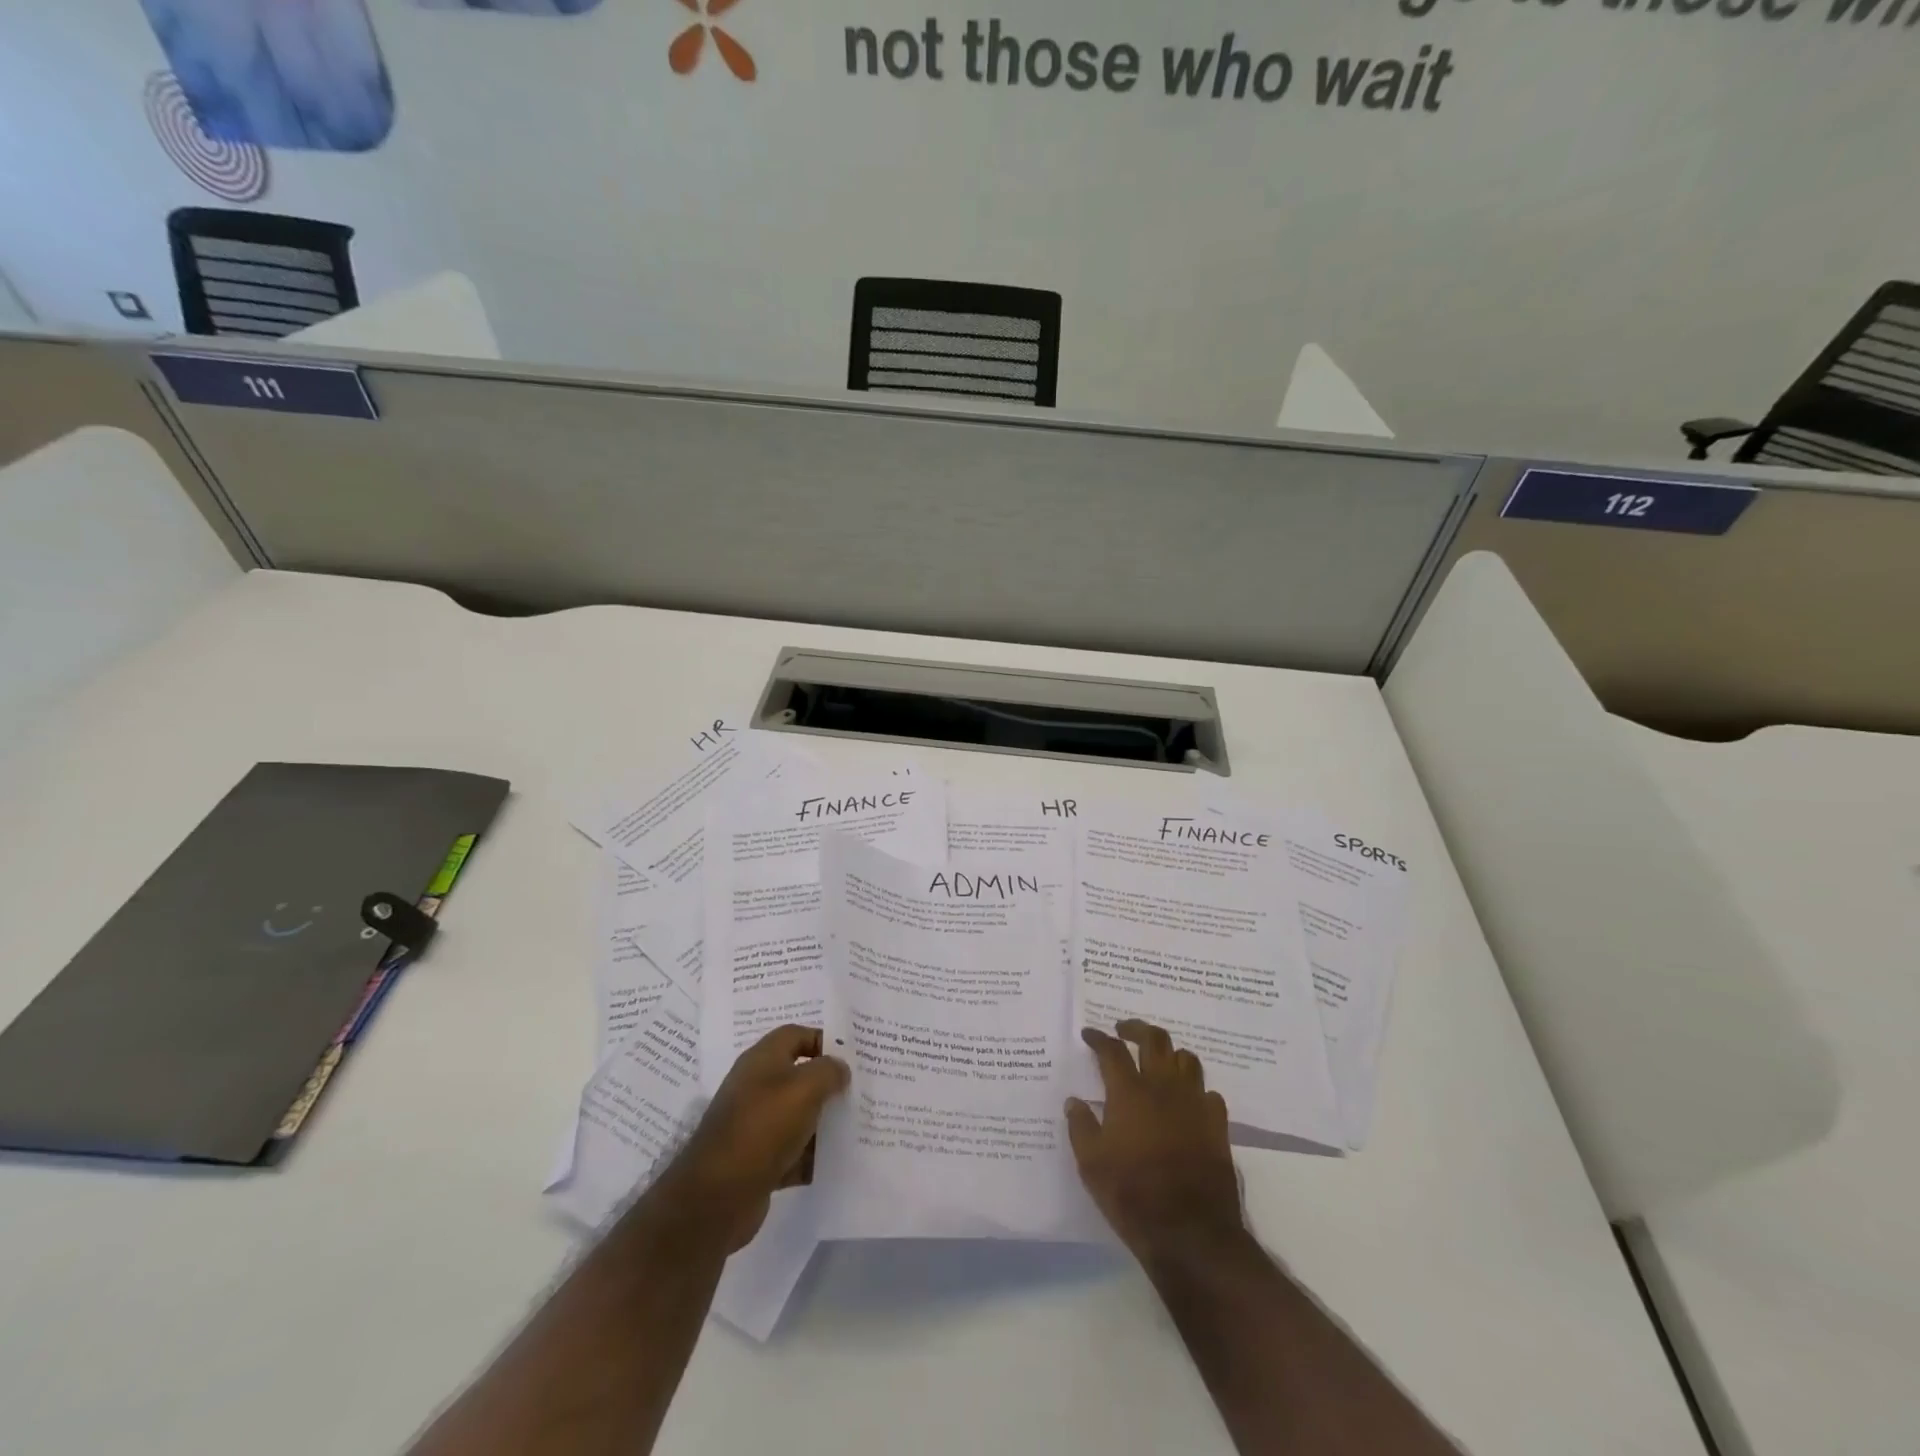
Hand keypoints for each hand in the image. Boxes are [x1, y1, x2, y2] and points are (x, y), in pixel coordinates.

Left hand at [655, 1025, 848, 1253]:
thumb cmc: (764, 1126)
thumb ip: (829, 1071)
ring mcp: (753, 1124)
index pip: (796, 1035)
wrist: (717, 1196)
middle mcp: (755, 1086)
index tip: (852, 1056)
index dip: (824, 1040)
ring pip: (796, 1115)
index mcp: (762, 1059)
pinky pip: (790, 1151)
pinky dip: (808, 1156)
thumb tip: (839, 1068)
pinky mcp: (755, 1160)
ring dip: (821, 1121)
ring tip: (853, 1125)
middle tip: (858, 1090)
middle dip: (827, 1083)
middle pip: (798, 1075)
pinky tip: (832, 1161)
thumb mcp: (806, 1088)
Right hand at [1066, 1020, 1245, 1263]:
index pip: (1112, 1051)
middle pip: (1154, 1040)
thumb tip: (1074, 1101)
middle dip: (1137, 1028)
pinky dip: (1195, 1090)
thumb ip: (1080, 1127)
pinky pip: (1208, 1093)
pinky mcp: (1217, 1125)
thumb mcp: (1091, 1165)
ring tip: (1158, 1061)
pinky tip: (1187, 1101)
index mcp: (1129, 1093)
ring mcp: (1194, 1104)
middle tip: (1124, 1030)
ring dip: (1169, 1053)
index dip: (1099, 1038)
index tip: (1090, 1034)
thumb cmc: (1132, 1195)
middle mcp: (1163, 1088)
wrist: (1190, 1232)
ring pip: (1186, 1059)